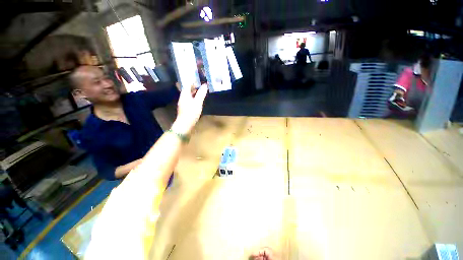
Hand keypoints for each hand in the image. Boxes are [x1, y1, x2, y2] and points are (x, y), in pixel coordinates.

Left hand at [171, 83, 207, 134]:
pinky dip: (194, 98)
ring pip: (189, 95)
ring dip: (194, 92)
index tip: (200, 79)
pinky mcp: (185, 108)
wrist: (185, 124)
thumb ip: (201, 94)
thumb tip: (205, 85)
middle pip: (188, 89)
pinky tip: (198, 100)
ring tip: (202, 91)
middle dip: (194, 86)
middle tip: (202, 85)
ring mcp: (183, 103)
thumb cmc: (191, 113)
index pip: (188, 84)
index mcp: (185, 94)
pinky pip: (189, 100)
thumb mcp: (198, 103)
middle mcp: (183, 97)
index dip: (193, 81)